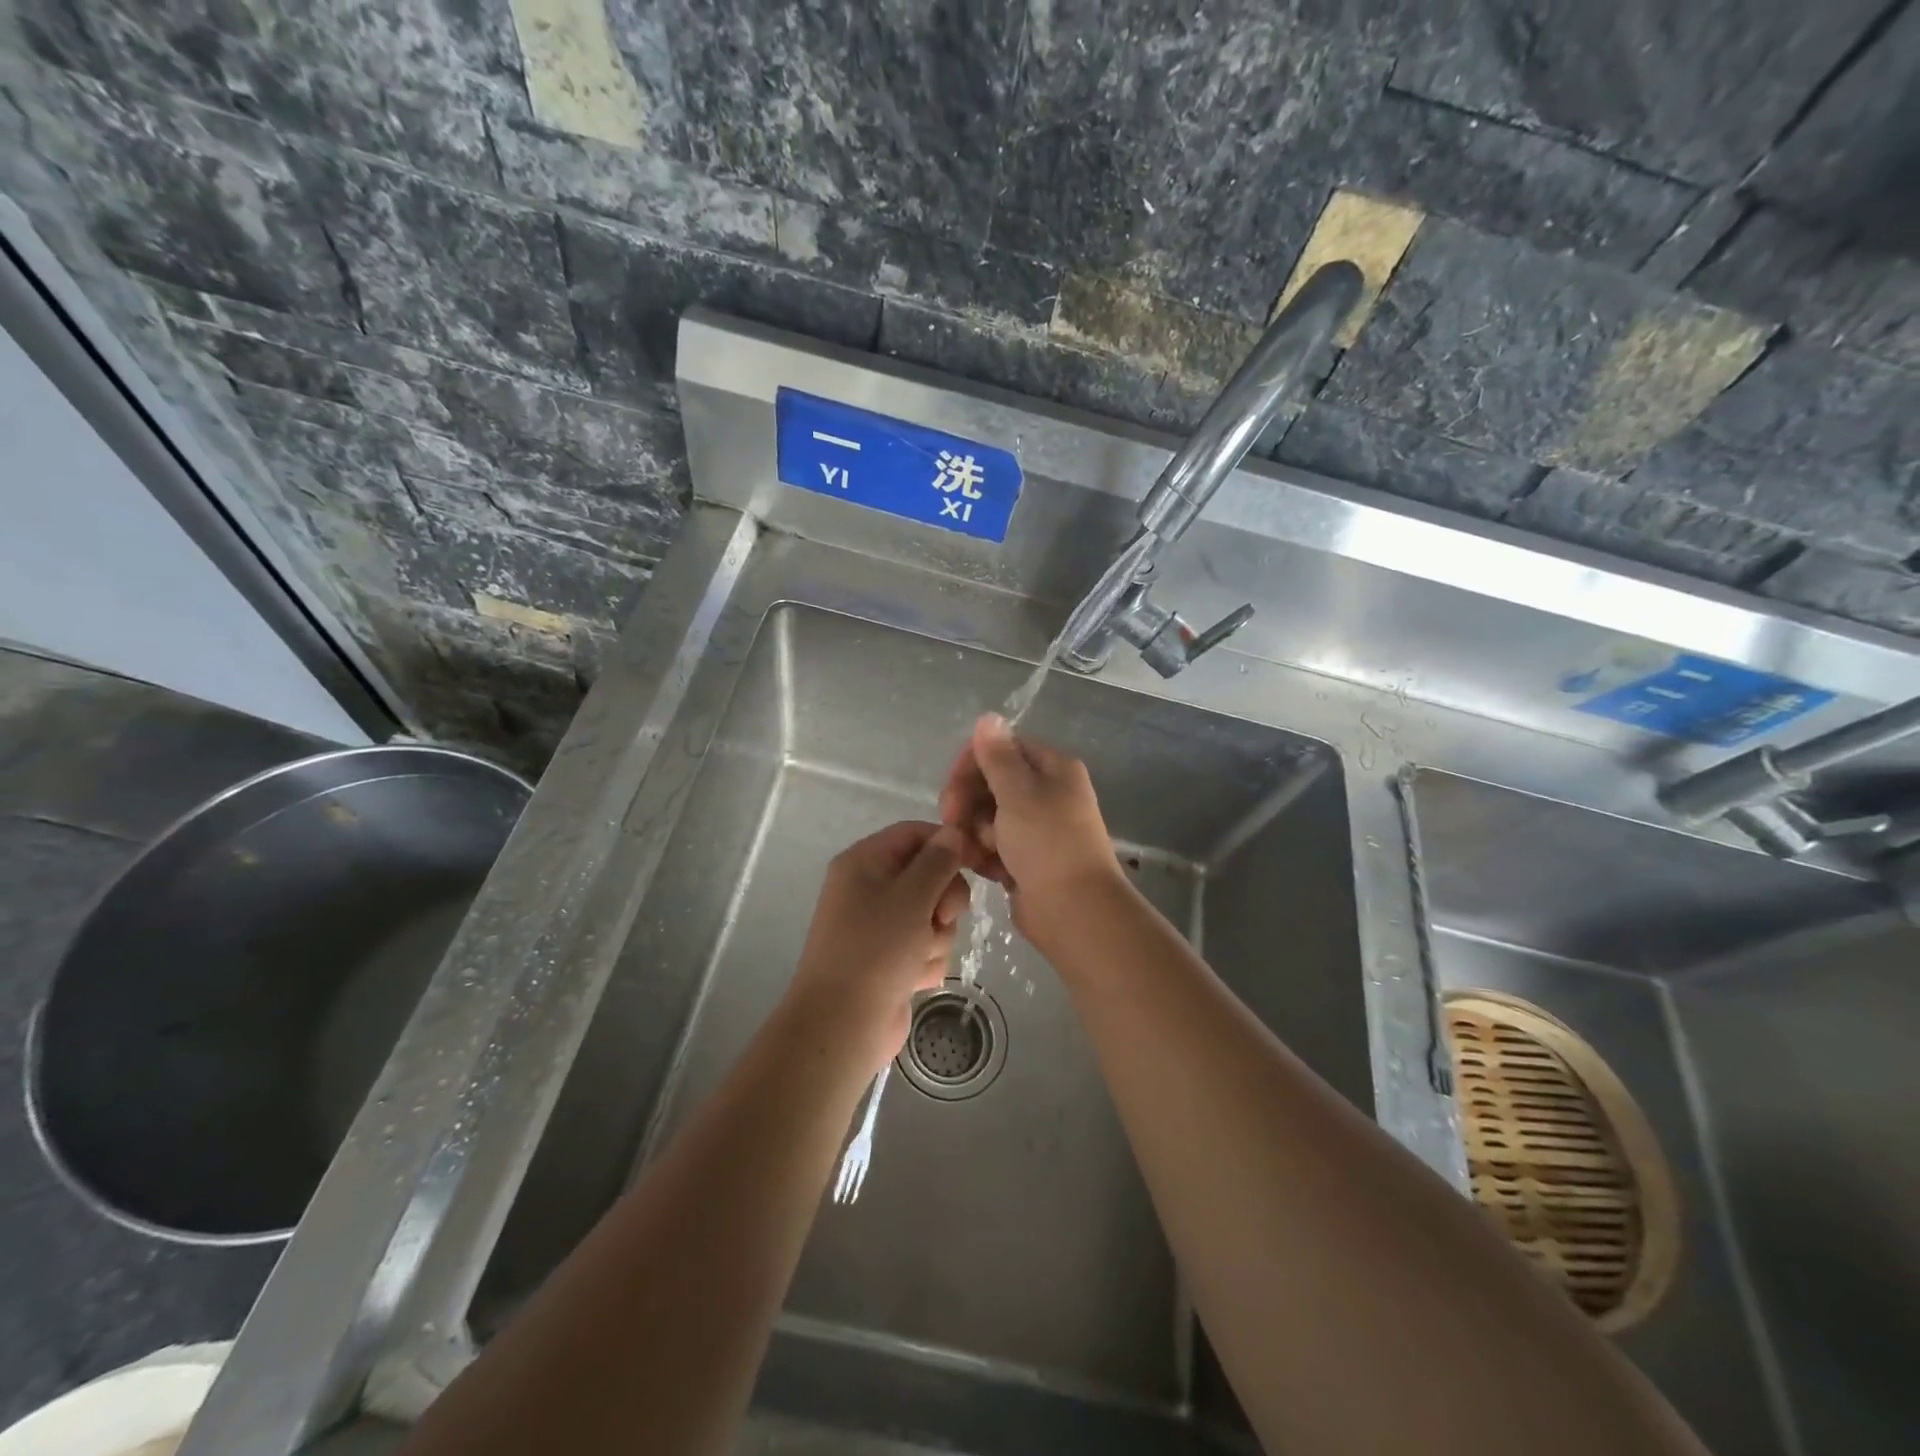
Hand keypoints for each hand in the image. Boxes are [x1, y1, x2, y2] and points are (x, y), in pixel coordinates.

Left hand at [787, 821, 971, 1072]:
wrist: (842, 1025)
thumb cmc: (875, 950)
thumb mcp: (912, 896)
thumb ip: (938, 861)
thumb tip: (954, 832)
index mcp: (865, 862)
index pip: (915, 833)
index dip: (948, 844)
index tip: (979, 862)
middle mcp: (870, 888)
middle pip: (929, 875)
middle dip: (944, 899)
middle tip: (942, 918)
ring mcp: (880, 926)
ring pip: (933, 915)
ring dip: (937, 936)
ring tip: (919, 957)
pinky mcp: (891, 959)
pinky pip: (925, 946)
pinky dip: (926, 961)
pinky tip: (914, 979)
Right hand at [938, 713, 1120, 926]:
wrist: (1075, 911)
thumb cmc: (1047, 844)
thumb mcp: (1019, 792)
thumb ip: (998, 756)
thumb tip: (988, 716)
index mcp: (1052, 768)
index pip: (1002, 749)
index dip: (971, 765)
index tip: (951, 789)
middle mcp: (1047, 793)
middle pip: (991, 783)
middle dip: (968, 802)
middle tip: (952, 822)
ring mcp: (1037, 829)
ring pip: (988, 817)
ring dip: (974, 832)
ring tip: (975, 852)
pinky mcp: (1027, 860)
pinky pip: (994, 846)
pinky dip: (985, 855)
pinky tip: (982, 868)